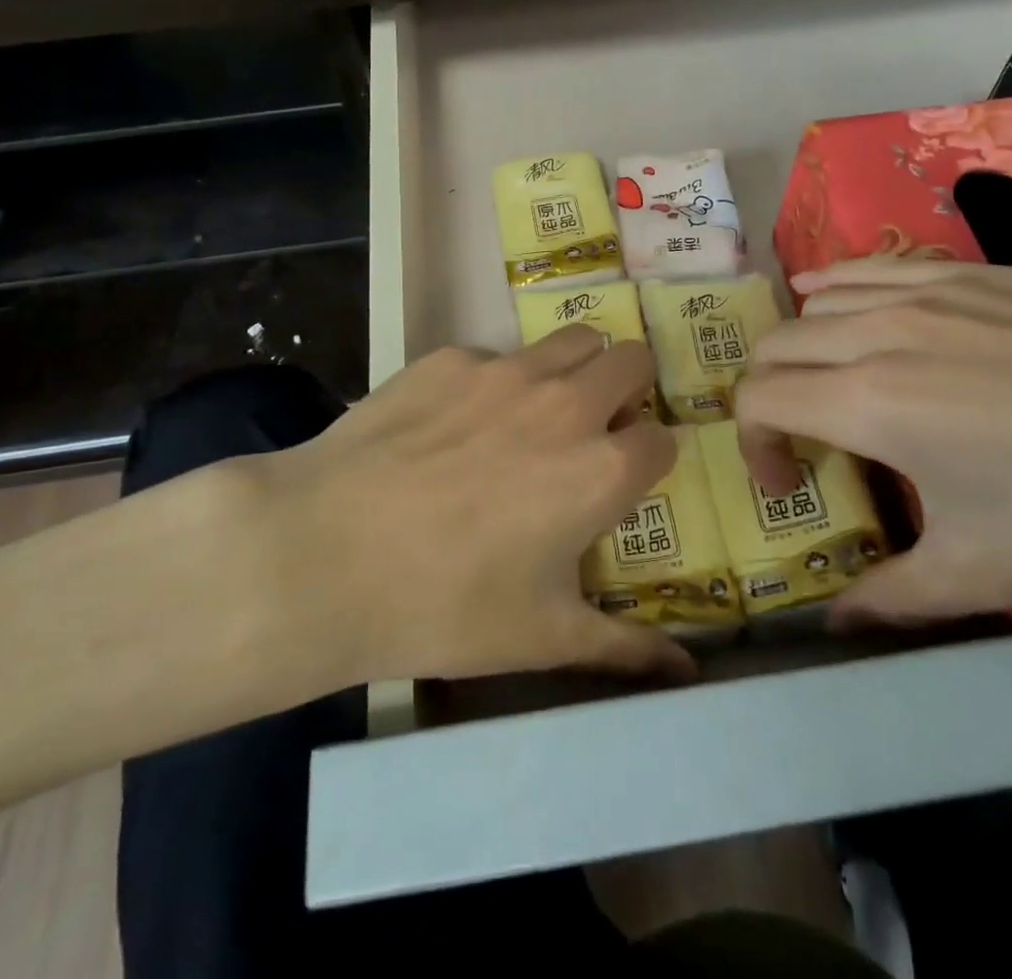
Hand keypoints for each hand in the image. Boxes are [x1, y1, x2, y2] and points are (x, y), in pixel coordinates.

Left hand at [234, 326, 691, 686]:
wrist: (324, 554)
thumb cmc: (444, 606)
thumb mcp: (542, 637)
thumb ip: (625, 648)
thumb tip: (688, 671)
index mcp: (601, 469)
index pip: (663, 439)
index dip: (650, 459)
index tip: (626, 479)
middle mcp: (566, 403)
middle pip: (632, 360)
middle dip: (628, 390)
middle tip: (596, 428)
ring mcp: (505, 371)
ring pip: (573, 340)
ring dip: (576, 368)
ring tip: (539, 412)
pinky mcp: (449, 359)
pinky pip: (495, 357)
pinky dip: (496, 382)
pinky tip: (453, 426)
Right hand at [733, 258, 1011, 623]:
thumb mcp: (990, 573)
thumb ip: (894, 597)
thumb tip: (837, 622)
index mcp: (869, 401)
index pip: (758, 398)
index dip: (754, 446)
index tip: (791, 486)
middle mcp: (880, 331)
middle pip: (776, 343)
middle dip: (767, 392)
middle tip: (805, 438)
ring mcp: (928, 290)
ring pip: (818, 296)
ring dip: (802, 340)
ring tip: (829, 377)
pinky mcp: (974, 272)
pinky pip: (875, 265)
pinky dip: (841, 285)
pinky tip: (854, 306)